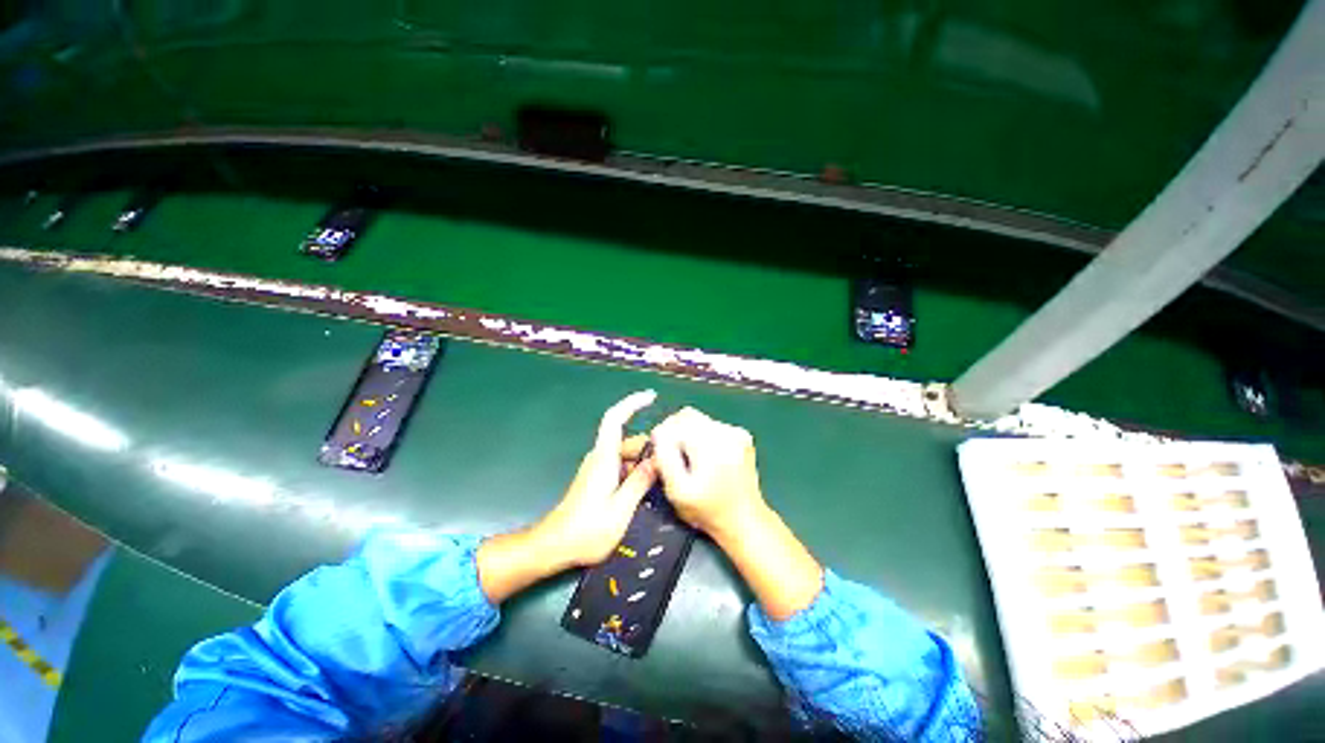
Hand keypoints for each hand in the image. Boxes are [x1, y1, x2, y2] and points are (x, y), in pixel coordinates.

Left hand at [531, 390, 658, 569]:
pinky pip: (621, 466)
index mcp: (604, 458)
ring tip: (662, 479)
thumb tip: (658, 460)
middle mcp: (600, 457)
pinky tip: (646, 489)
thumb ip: (639, 482)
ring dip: (643, 462)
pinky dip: (635, 471)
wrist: (555, 546)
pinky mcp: (597, 479)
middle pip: (628, 440)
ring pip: (626, 455)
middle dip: (649, 447)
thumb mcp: (620, 509)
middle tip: (670, 463)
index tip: (651, 396)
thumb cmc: (587, 530)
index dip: (632, 403)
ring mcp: (598, 468)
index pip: (615, 419)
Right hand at [650, 407, 766, 539]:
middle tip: (671, 454)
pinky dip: (703, 436)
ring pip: (699, 419)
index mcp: (710, 444)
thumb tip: (658, 432)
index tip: (658, 452)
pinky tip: (705, 457)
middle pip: (688, 416)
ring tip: (688, 458)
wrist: (745, 521)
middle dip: (674, 430)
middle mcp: (725, 432)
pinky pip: (712, 425)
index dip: (662, 434)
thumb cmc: (707, 511)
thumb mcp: (677, 491)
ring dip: (688, 433)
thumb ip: (665, 458)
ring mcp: (736, 432)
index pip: (676, 422)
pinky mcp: (741, 436)